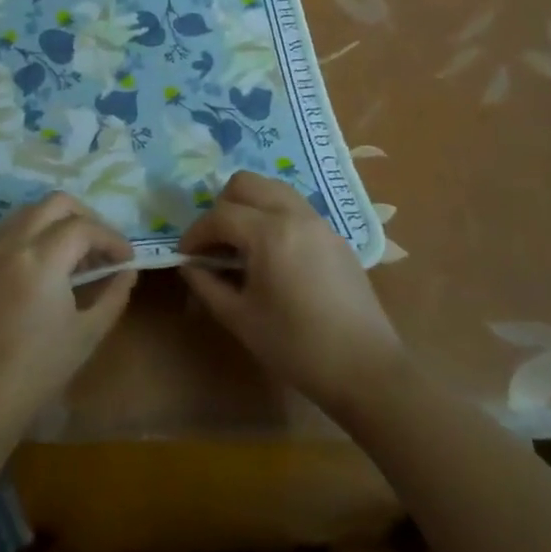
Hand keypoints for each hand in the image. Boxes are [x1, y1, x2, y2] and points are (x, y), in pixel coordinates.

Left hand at [0, 193, 135, 443]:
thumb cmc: (37, 371)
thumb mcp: (87, 334)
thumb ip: (113, 295)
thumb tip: (127, 272)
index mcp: (41, 258)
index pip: (84, 227)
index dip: (112, 238)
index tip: (127, 259)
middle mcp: (12, 243)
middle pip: (55, 204)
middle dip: (85, 217)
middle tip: (101, 247)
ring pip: (28, 213)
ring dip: (56, 223)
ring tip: (73, 256)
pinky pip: (7, 233)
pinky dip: (32, 236)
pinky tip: (43, 268)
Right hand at [179, 171, 406, 417]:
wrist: (365, 369)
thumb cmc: (296, 346)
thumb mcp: (240, 318)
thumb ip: (207, 285)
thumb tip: (190, 265)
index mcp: (269, 233)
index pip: (220, 215)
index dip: (196, 234)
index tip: (185, 256)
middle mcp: (294, 214)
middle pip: (246, 183)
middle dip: (222, 206)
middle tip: (215, 242)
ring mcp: (319, 222)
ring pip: (273, 189)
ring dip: (249, 206)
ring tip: (241, 244)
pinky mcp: (335, 236)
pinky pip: (295, 207)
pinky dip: (273, 215)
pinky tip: (272, 255)